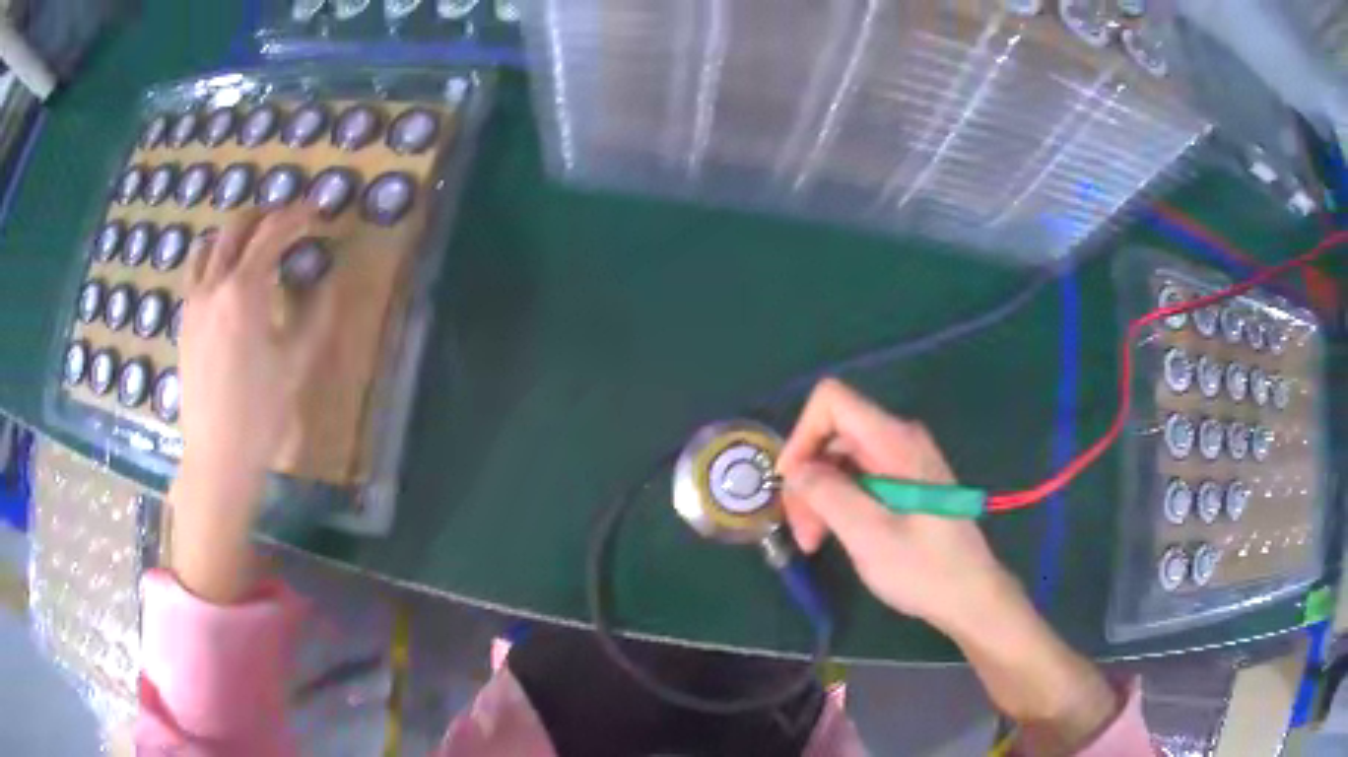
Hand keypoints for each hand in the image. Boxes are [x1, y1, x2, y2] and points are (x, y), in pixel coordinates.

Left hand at [170, 206, 338, 602]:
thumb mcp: (297, 364)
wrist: (216, 455)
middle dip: (265, 214)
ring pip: (210, 245)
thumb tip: (330, 280)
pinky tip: (226, 279)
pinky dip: (214, 259)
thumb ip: (317, 314)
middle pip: (237, 227)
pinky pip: (196, 272)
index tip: (317, 210)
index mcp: (245, 291)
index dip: (298, 216)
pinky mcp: (184, 322)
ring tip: (254, 243)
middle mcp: (214, 285)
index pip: (273, 233)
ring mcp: (193, 302)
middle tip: (287, 220)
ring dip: (235, 234)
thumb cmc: (261, 414)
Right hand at [779, 380, 1118, 751]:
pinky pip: (858, 478)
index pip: (833, 401)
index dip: (802, 434)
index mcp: (895, 441)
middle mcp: (899, 440)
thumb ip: (828, 494)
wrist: (969, 596)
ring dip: (819, 495)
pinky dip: (837, 503)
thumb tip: (795, 470)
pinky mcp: (904, 484)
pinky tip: (834, 536)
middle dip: (808, 477)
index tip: (790, 483)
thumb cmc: (924, 567)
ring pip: (841, 460)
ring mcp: (903, 462)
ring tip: (813, 542)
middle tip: (801, 531)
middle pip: (833, 435)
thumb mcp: (869, 534)